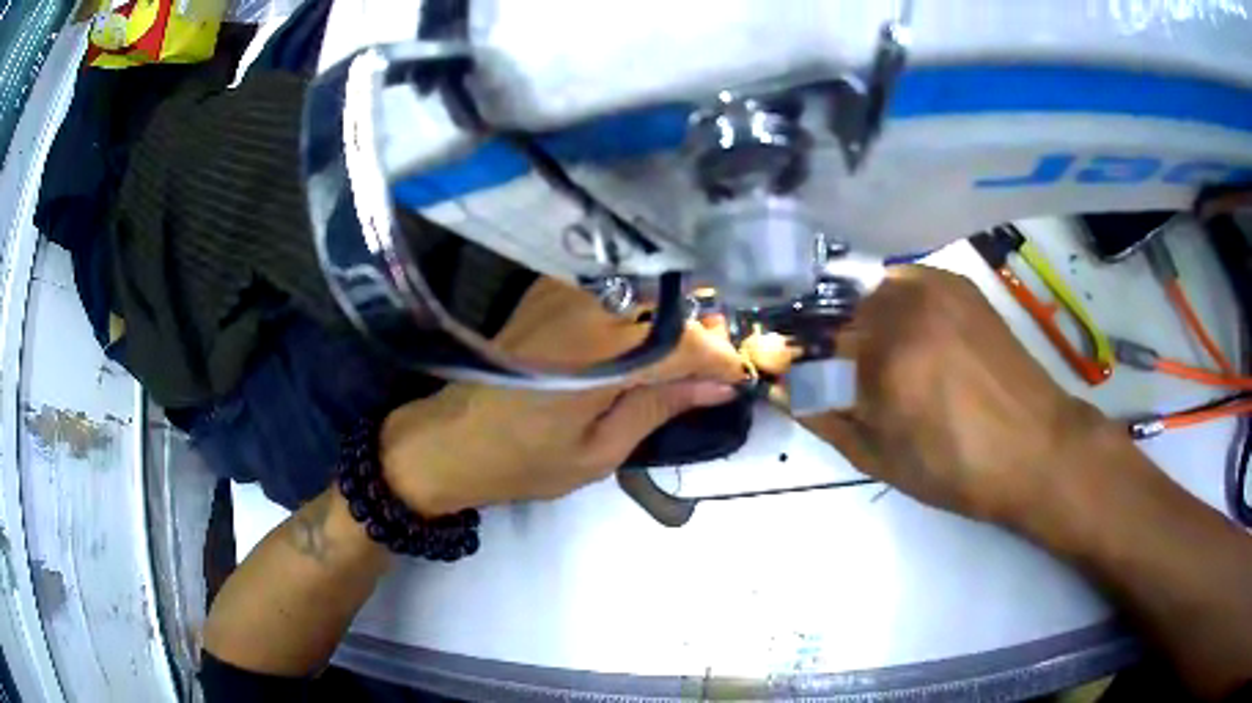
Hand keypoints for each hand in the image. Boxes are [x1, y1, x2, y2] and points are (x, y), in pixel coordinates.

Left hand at [380, 277, 746, 514]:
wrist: (450, 439)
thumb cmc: (522, 461)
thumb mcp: (599, 452)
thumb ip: (660, 407)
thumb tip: (718, 386)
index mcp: (598, 355)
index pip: (684, 343)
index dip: (719, 359)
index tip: (737, 379)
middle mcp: (584, 309)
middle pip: (668, 306)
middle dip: (702, 332)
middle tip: (712, 367)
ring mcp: (561, 293)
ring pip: (642, 293)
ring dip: (671, 319)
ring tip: (682, 355)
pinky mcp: (546, 292)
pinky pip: (610, 293)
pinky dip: (637, 311)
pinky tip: (642, 337)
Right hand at [755, 266, 1117, 523]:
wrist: (1035, 447)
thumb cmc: (957, 470)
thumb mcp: (882, 461)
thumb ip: (825, 420)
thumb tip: (784, 390)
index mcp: (882, 362)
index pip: (811, 350)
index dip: (800, 368)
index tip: (800, 383)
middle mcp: (904, 310)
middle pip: (838, 315)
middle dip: (833, 347)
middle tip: (849, 380)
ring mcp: (934, 289)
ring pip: (871, 296)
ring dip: (864, 324)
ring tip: (886, 359)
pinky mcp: (958, 285)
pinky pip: (906, 283)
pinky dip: (896, 304)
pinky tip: (915, 335)